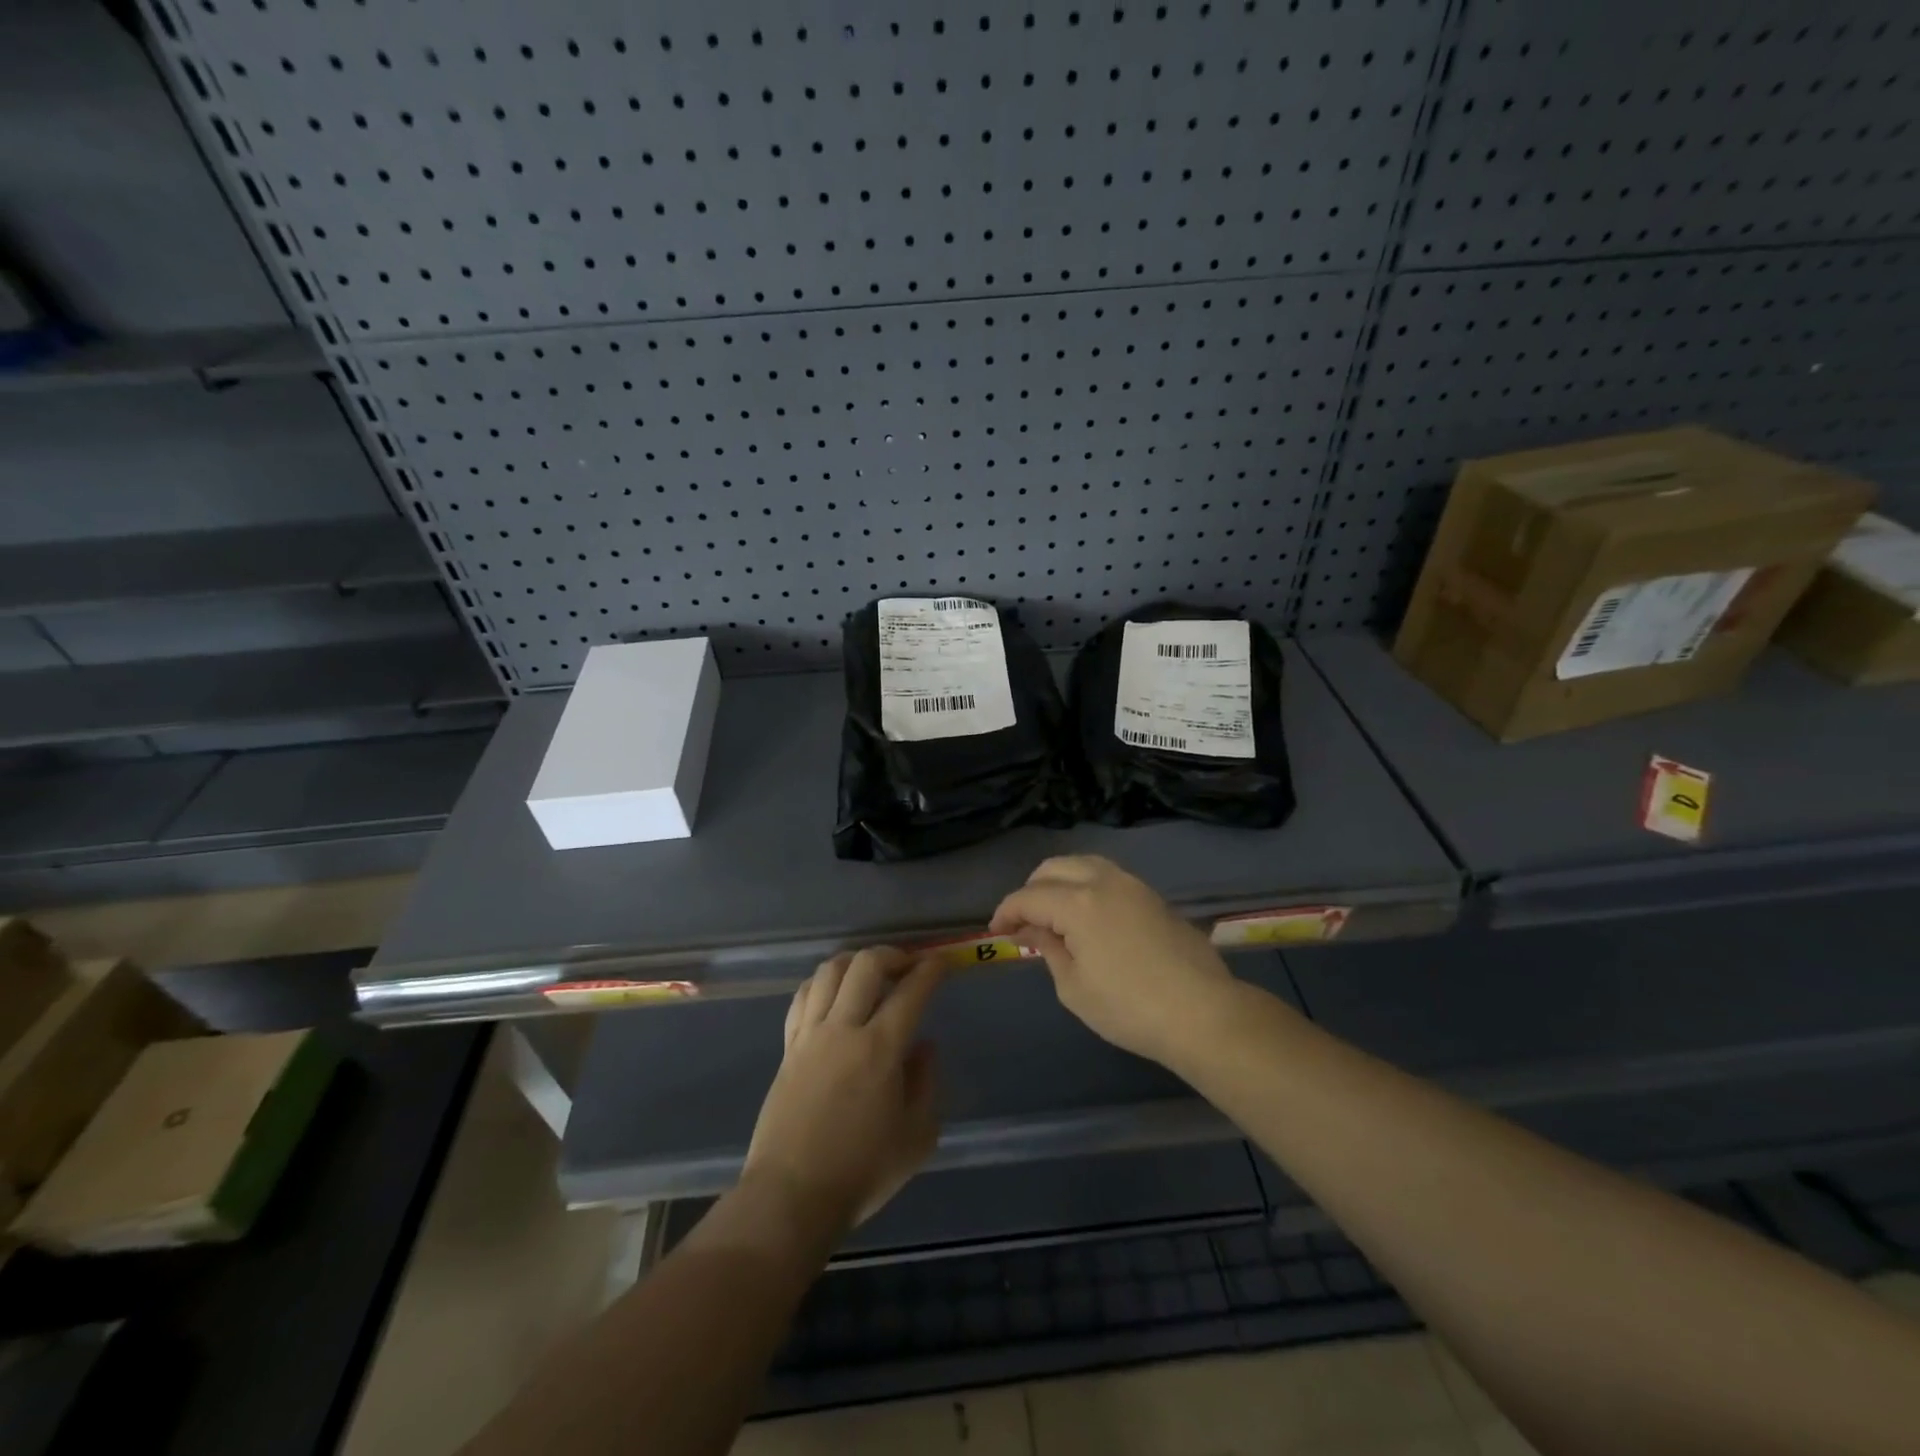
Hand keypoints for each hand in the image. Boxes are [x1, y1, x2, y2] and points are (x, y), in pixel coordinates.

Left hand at [742, 947, 943, 1238]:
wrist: (791, 1196)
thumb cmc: (861, 1171)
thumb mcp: (917, 1137)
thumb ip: (926, 1083)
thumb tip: (924, 1046)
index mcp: (880, 1049)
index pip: (910, 991)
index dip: (930, 970)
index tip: (942, 962)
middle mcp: (843, 1029)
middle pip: (865, 965)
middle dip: (892, 954)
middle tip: (908, 964)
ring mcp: (810, 1035)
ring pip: (829, 972)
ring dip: (854, 961)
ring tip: (871, 972)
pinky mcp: (788, 1048)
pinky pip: (803, 997)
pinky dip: (822, 983)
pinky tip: (834, 993)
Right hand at [991, 854, 1236, 1066]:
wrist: (1202, 1013)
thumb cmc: (1129, 1008)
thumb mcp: (1074, 988)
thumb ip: (1049, 949)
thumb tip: (1033, 930)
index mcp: (1078, 903)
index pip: (1029, 897)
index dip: (1006, 912)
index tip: (997, 932)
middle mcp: (1103, 881)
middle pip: (1054, 867)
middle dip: (1032, 889)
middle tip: (1024, 920)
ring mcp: (1133, 885)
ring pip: (1084, 864)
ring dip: (1061, 882)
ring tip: (1054, 913)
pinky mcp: (1153, 896)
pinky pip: (1108, 877)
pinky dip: (1087, 886)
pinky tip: (1088, 916)